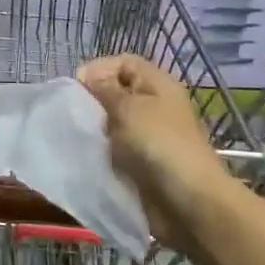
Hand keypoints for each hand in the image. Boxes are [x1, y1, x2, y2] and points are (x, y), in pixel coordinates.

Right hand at [78, 55, 233, 245]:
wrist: (188, 202)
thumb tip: (89, 76)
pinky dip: (103, 150)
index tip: (77, 87)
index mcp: (157, 84)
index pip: (123, 62)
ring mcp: (150, 135)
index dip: (99, 69)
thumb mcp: (128, 108)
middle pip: (117, 91)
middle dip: (94, 100)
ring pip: (114, 121)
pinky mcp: (143, 162)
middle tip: (77, 114)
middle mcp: (155, 105)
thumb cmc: (159, 144)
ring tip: (81, 136)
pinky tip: (90, 155)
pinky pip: (117, 148)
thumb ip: (104, 89)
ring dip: (97, 128)